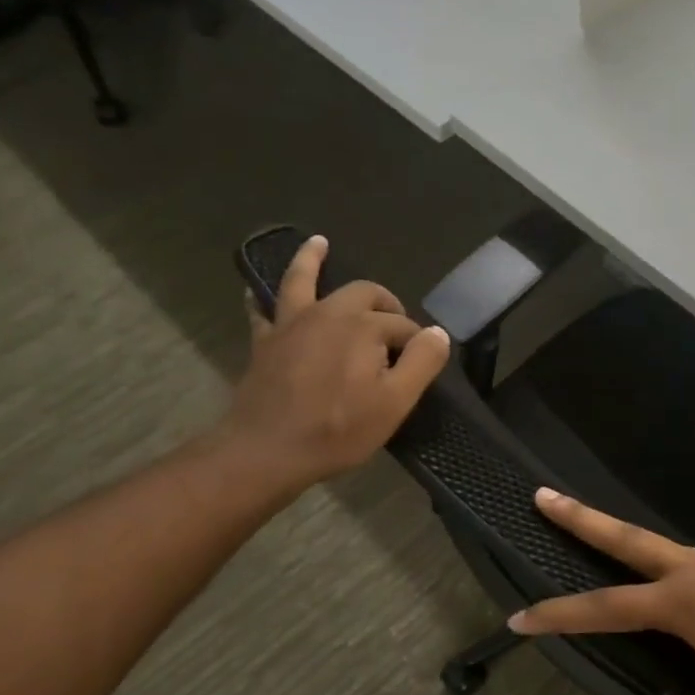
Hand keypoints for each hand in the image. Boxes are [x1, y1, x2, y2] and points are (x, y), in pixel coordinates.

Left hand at [224, 235, 449, 490]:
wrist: (268, 450)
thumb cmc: (339, 430)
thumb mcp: (395, 402)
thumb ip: (422, 362)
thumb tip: (438, 333)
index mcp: (364, 327)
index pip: (403, 326)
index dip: (416, 344)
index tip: (419, 367)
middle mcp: (329, 313)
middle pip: (365, 294)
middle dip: (385, 303)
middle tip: (395, 325)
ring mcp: (292, 323)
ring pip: (304, 280)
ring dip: (312, 259)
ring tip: (319, 243)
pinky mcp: (265, 341)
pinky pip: (262, 309)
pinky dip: (261, 296)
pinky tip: (256, 290)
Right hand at [509, 490, 694, 694]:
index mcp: (687, 604)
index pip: (606, 608)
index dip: (558, 616)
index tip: (520, 618)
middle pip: (629, 539)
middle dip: (581, 519)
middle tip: (543, 496)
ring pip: (668, 553)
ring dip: (631, 546)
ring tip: (609, 548)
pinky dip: (679, 579)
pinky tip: (693, 605)